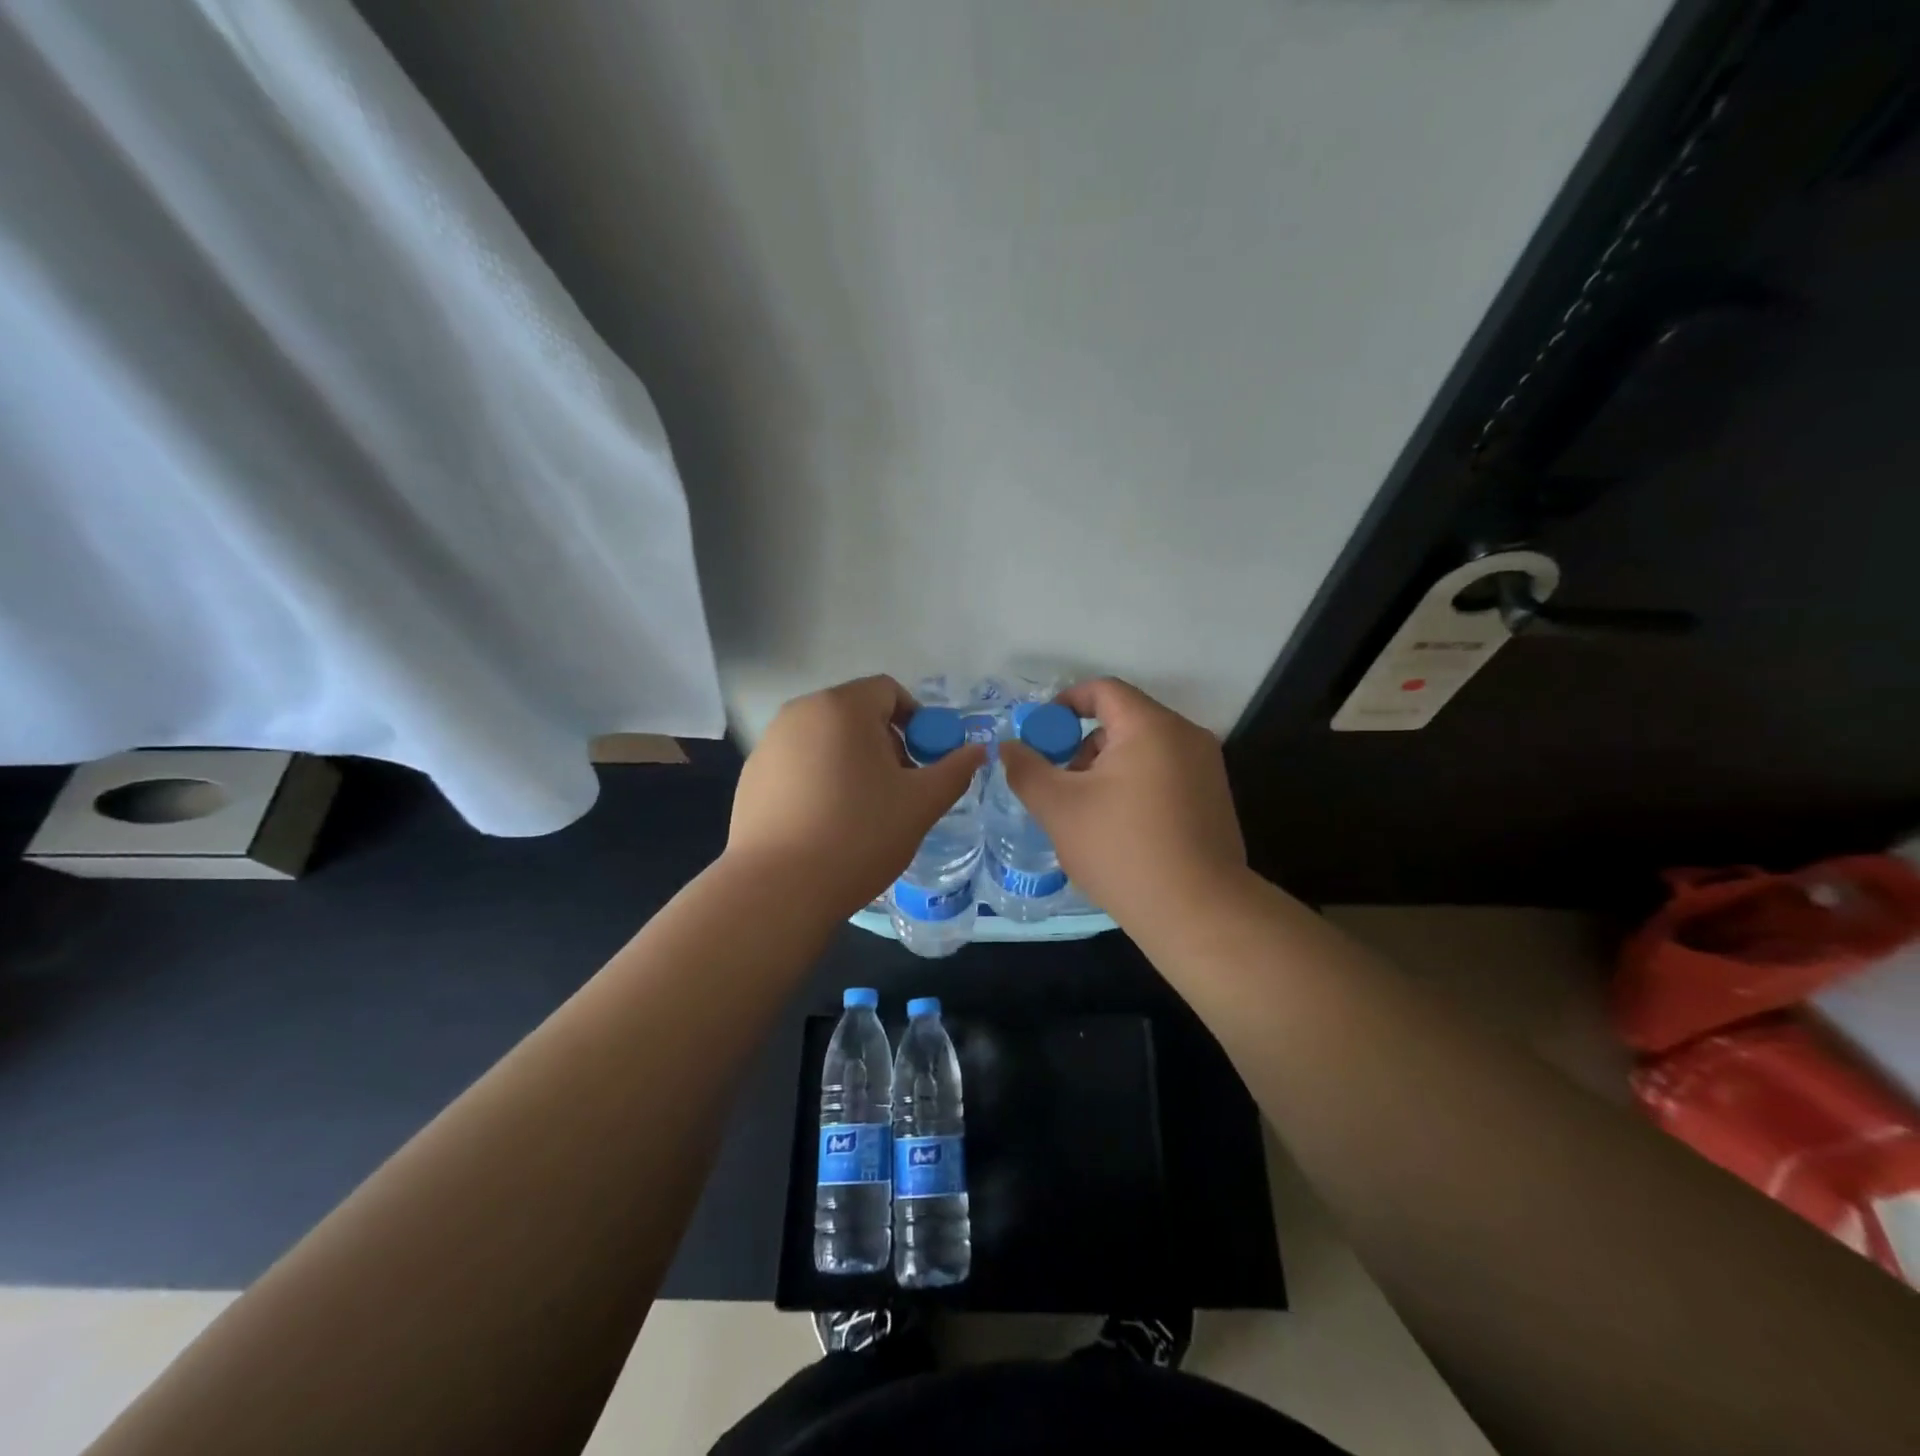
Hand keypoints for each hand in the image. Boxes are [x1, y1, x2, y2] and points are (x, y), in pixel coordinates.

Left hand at [726, 675, 987, 919]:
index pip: (888, 690)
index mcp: (841, 707)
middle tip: (899, 788)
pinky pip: (799, 763)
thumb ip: (954, 770)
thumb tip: (978, 750)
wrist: (778, 889)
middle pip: (856, 713)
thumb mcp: (920, 804)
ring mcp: (770, 744)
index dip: (917, 720)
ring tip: (863, 809)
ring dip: (853, 761)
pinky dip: (820, 779)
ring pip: (826, 739)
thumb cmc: (858, 835)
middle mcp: (799, 713)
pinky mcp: (752, 776)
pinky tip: (825, 822)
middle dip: (885, 743)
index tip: (924, 761)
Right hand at [999, 678, 1245, 926]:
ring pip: (1143, 751)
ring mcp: (1207, 769)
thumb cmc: (1122, 849)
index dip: (1065, 704)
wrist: (1198, 912)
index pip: (1103, 690)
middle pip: (1123, 721)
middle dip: (1082, 747)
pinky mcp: (1214, 799)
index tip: (1040, 735)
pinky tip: (1120, 831)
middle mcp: (1186, 736)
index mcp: (1150, 726)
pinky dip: (1135, 787)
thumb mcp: (1059, 808)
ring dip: (1107, 770)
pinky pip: (1165, 775)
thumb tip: (1008, 747)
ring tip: (1087, 816)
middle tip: (1059, 786)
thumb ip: (1026, 770)